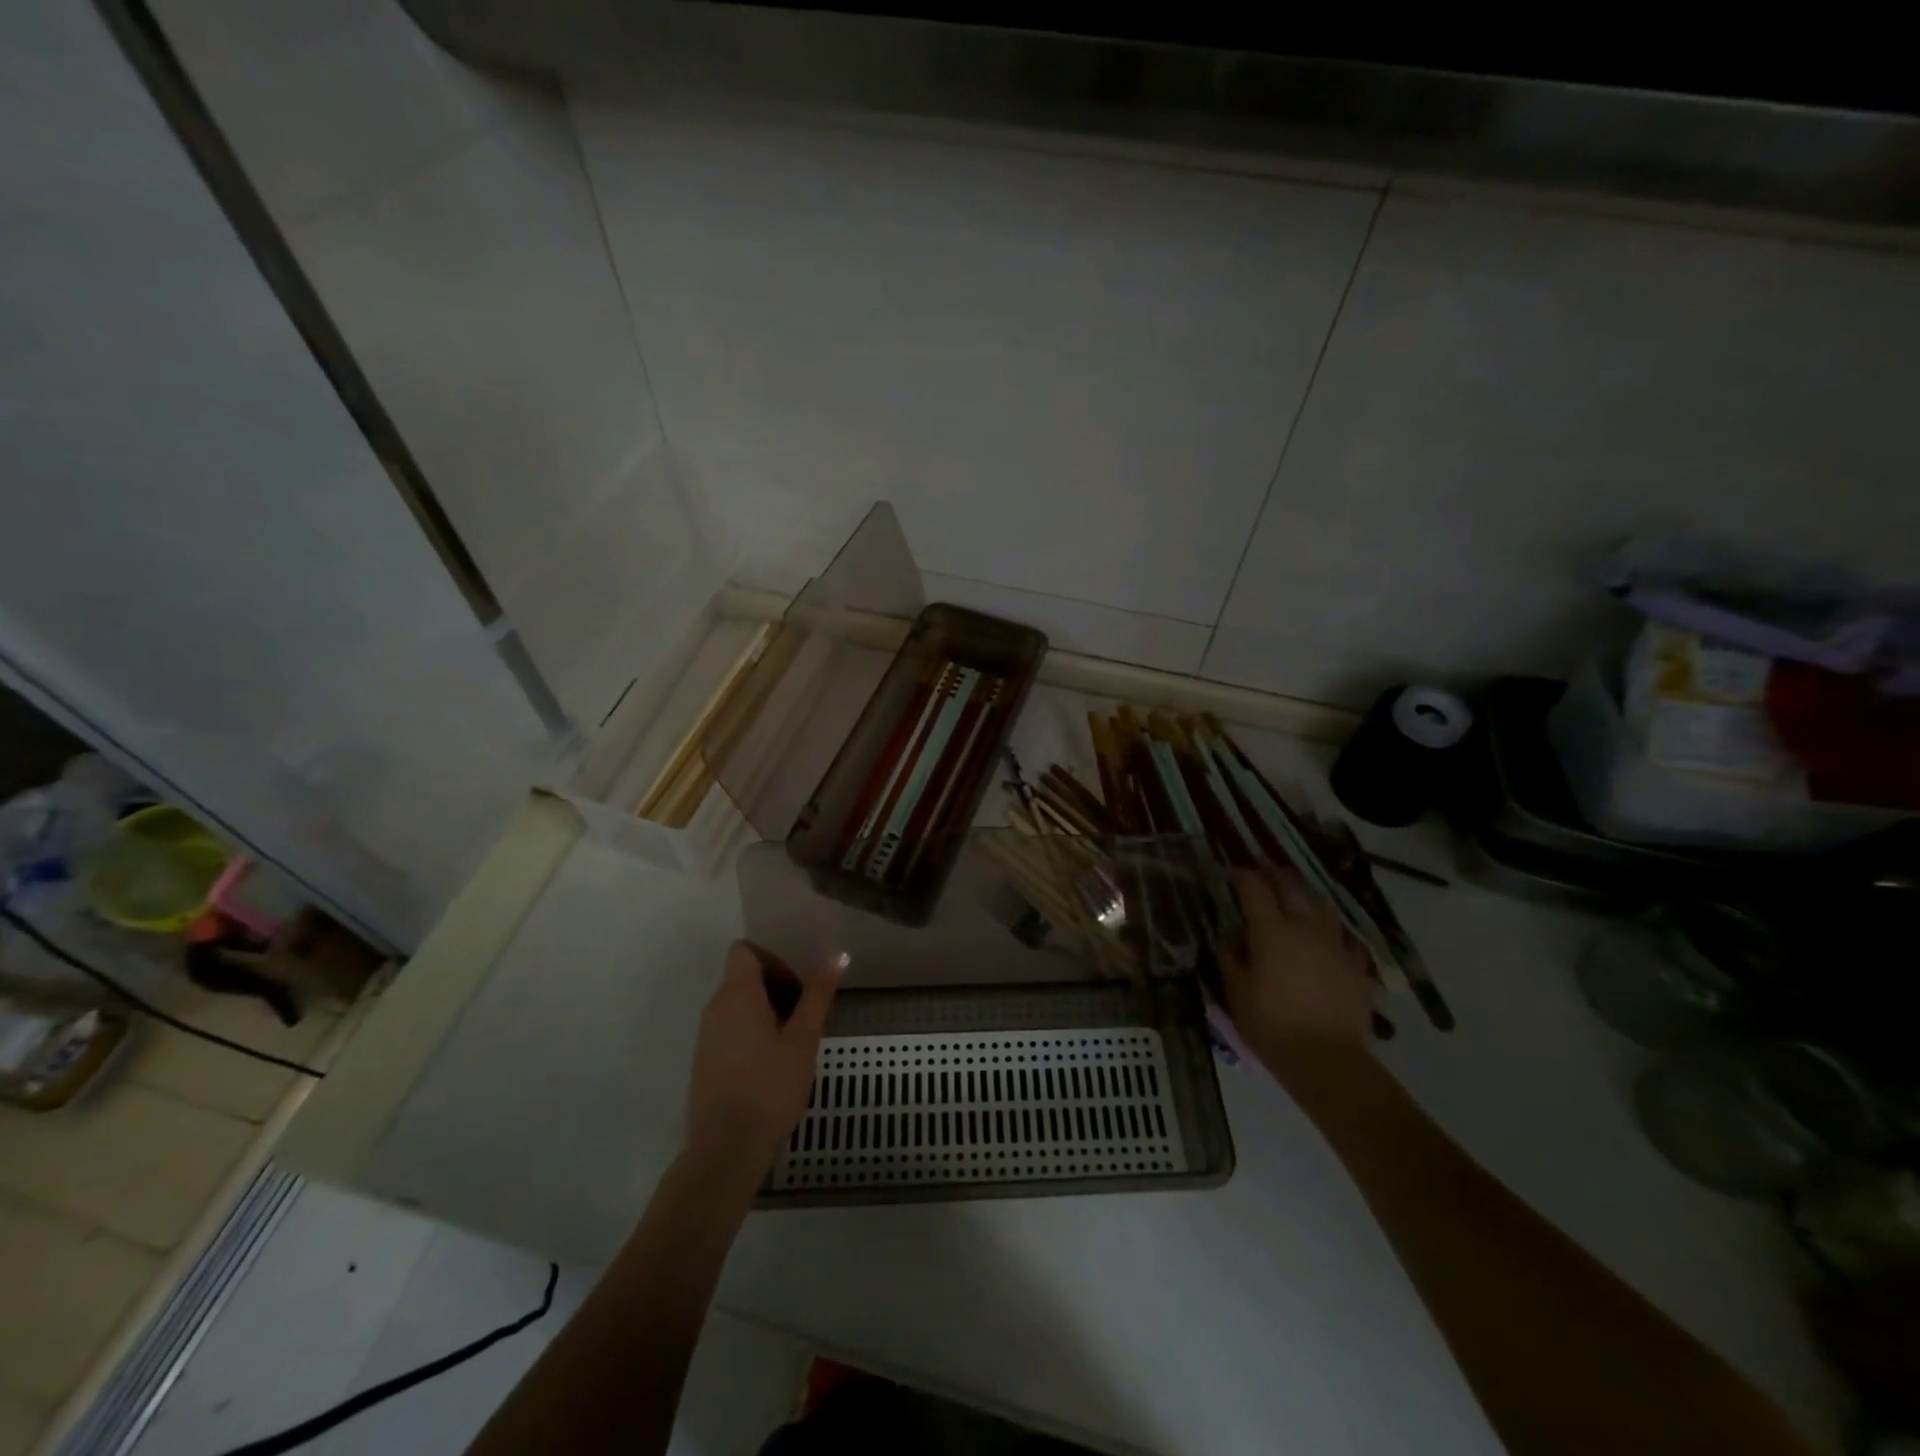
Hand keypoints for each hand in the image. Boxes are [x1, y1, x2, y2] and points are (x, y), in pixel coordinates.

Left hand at [682, 941, 838, 1198]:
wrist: (725, 1151)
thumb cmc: (769, 1088)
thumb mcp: (803, 1040)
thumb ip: (818, 995)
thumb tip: (838, 955)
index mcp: (736, 994)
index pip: (745, 950)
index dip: (773, 957)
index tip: (799, 982)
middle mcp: (715, 1008)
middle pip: (743, 976)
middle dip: (778, 985)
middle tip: (807, 1013)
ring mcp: (707, 1036)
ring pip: (739, 1004)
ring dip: (768, 1010)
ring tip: (796, 1040)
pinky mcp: (706, 1061)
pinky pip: (731, 1028)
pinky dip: (754, 1031)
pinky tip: (775, 1062)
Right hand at [1219, 867, 1376, 1077]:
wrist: (1327, 1059)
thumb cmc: (1271, 1024)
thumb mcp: (1235, 991)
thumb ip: (1230, 956)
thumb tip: (1230, 936)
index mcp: (1270, 930)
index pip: (1254, 888)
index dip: (1241, 876)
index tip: (1232, 875)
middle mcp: (1305, 927)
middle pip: (1290, 886)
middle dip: (1274, 876)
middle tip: (1262, 878)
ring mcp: (1335, 944)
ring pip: (1322, 905)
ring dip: (1305, 898)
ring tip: (1297, 902)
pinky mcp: (1357, 965)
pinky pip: (1345, 938)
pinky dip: (1333, 933)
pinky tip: (1329, 941)